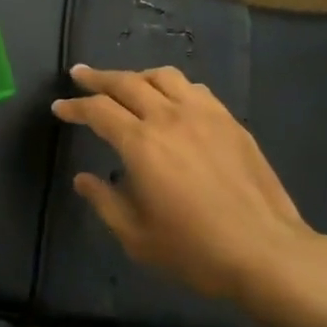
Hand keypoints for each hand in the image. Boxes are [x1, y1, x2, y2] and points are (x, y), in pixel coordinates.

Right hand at [54, 65, 326, 305]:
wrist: (266, 252)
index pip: (98, 110)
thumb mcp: (137, 237)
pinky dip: (173, 86)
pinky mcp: (229, 120)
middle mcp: (169, 117)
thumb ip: (105, 202)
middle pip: (127, 82)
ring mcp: (203, 114)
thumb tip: (83, 179)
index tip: (59, 107)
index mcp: (141, 143)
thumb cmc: (196, 250)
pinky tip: (172, 99)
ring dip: (137, 75)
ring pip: (163, 76)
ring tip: (126, 83)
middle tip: (80, 75)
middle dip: (98, 77)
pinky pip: (194, 89)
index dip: (75, 106)